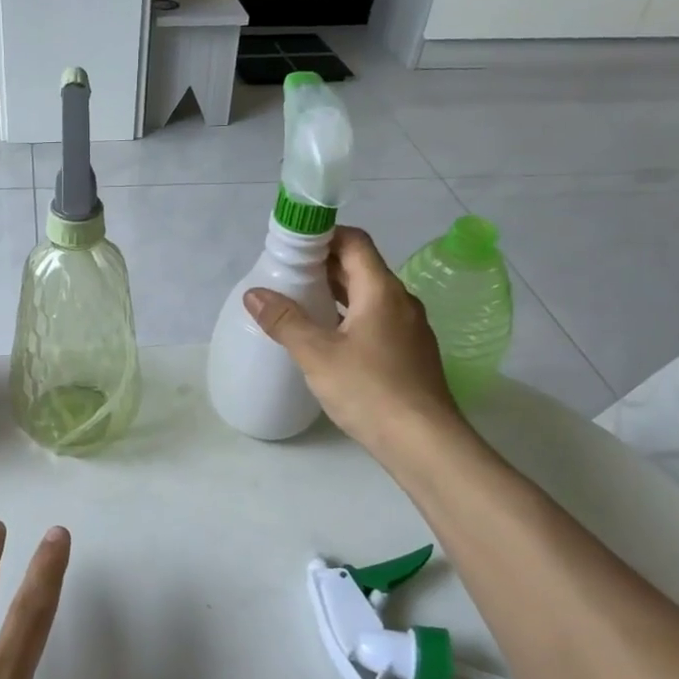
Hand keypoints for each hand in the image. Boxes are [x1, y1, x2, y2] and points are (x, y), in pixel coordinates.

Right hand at [243, 225, 465, 458]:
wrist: (424, 443)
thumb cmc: (370, 390)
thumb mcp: (317, 355)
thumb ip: (285, 321)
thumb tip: (254, 294)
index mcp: (381, 291)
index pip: (354, 242)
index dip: (323, 235)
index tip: (291, 244)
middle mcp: (400, 302)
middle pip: (361, 267)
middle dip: (323, 264)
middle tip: (285, 272)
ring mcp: (409, 329)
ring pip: (367, 296)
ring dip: (335, 292)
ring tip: (299, 300)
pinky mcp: (409, 353)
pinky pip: (375, 319)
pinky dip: (348, 315)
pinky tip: (326, 336)